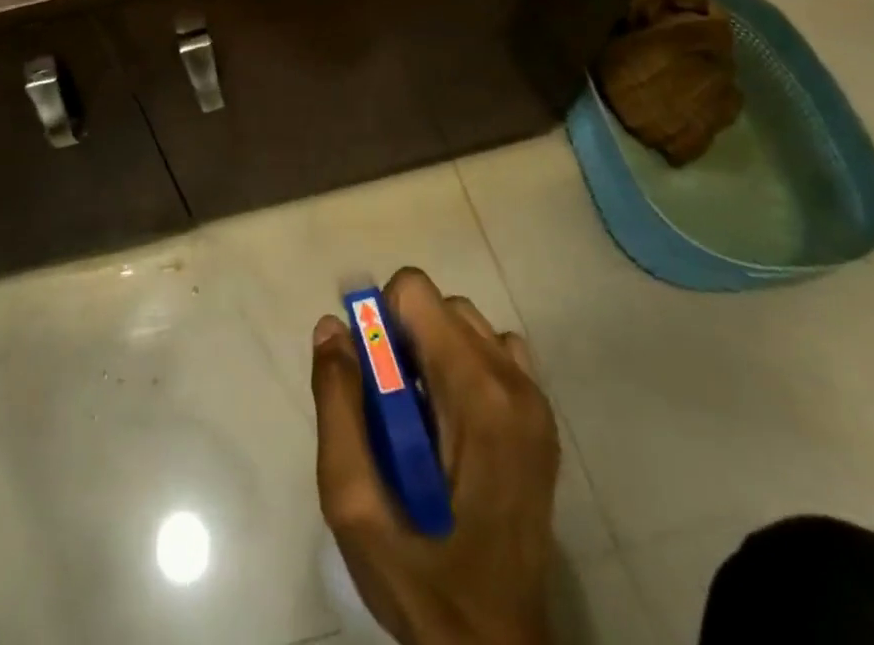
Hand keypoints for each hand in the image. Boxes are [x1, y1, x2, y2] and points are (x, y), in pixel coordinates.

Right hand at [312, 268, 559, 644]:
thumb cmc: (422, 582)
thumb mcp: (353, 502)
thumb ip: (337, 404)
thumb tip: (331, 326)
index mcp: (475, 394)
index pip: (417, 292)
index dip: (380, 320)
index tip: (369, 375)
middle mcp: (514, 384)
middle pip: (442, 306)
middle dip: (403, 338)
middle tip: (387, 405)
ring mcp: (536, 403)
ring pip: (468, 326)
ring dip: (432, 351)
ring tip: (417, 418)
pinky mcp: (542, 424)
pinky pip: (496, 355)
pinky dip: (464, 367)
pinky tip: (450, 425)